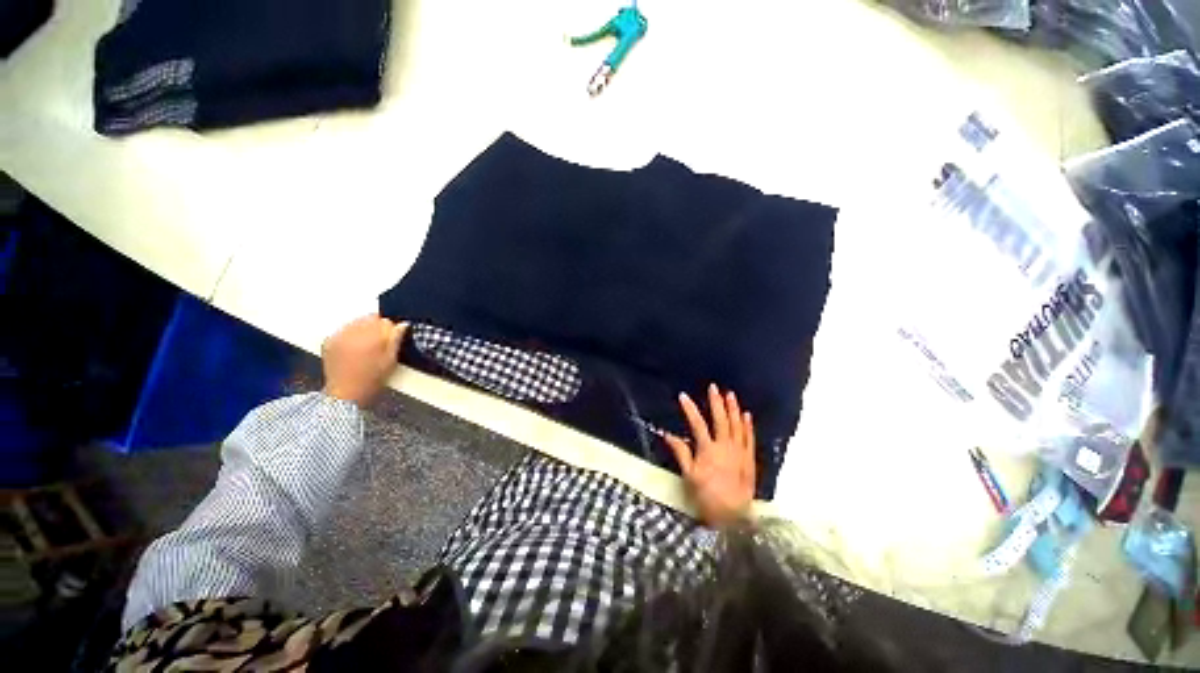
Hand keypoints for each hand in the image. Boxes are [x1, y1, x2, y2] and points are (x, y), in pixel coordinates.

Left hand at [321, 314, 405, 406]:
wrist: (346, 393)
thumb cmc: (371, 379)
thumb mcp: (390, 360)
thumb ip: (396, 339)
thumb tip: (403, 325)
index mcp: (371, 337)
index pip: (385, 320)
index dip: (391, 329)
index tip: (392, 338)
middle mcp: (353, 333)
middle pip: (369, 318)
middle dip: (376, 326)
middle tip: (379, 342)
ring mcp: (339, 336)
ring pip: (355, 322)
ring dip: (363, 329)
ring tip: (365, 345)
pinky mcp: (329, 341)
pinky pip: (343, 330)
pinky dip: (350, 334)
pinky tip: (353, 347)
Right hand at [664, 384, 755, 527]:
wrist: (733, 517)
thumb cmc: (707, 497)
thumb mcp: (689, 476)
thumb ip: (681, 453)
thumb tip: (668, 435)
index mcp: (708, 450)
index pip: (697, 424)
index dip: (690, 409)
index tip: (683, 396)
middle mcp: (725, 447)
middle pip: (721, 420)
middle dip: (716, 402)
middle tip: (713, 387)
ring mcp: (740, 452)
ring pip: (737, 426)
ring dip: (734, 409)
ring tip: (730, 395)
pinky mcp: (750, 459)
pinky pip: (749, 438)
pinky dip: (748, 426)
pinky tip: (746, 415)